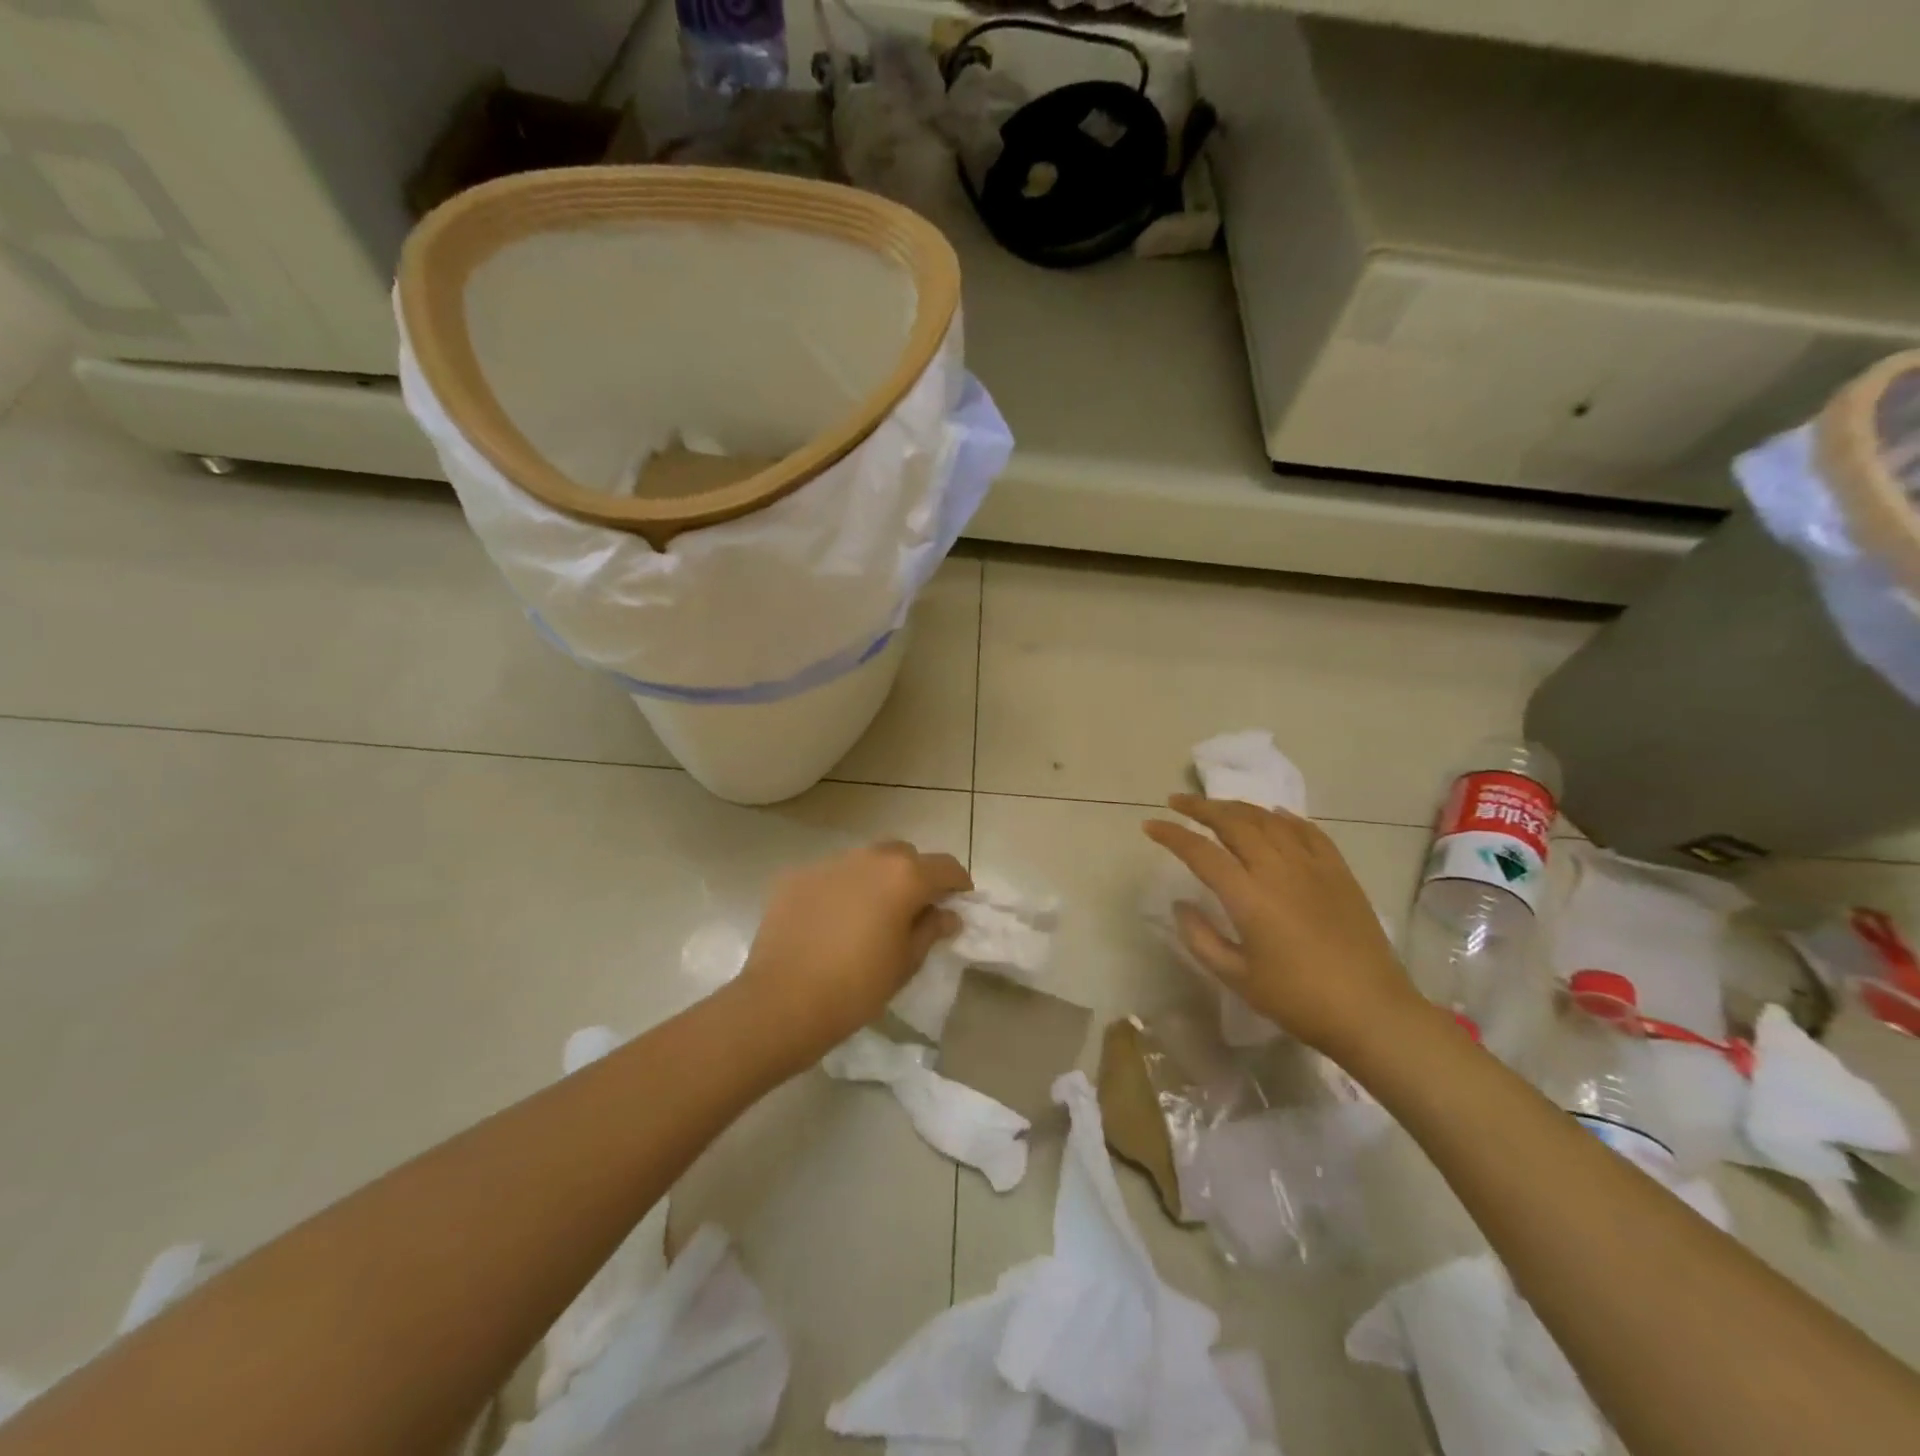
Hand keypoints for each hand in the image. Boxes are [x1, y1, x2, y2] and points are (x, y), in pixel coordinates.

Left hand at [737, 841, 971, 1061]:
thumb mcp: (906, 963)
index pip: (945, 866)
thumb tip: (947, 914)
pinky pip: (830, 876)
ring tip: (869, 915)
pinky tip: (831, 922)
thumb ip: (931, 930)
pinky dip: (840, 890)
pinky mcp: (796, 877)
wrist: (782, 1001)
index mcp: (903, 876)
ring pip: (864, 861)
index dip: (958, 883)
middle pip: (903, 855)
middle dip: (915, 875)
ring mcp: (828, 863)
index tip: (958, 902)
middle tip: (913, 909)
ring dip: (876, 880)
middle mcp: (868, 858)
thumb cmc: (857, 987)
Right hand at [1143, 795, 1418, 1056]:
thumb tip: (1181, 904)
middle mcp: (1277, 870)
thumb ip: (1201, 938)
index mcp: (1248, 896)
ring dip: (1237, 807)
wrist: (1371, 1011)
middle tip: (1177, 801)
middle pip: (1234, 823)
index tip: (1150, 825)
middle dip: (1201, 807)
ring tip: (1217, 805)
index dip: (1172, 835)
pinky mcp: (1339, 873)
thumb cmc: (1298, 999)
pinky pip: (1308, 832)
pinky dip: (1285, 818)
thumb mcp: (1237, 977)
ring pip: (1269, 820)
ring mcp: (1312, 867)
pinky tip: (1274, 815)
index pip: (1200, 852)